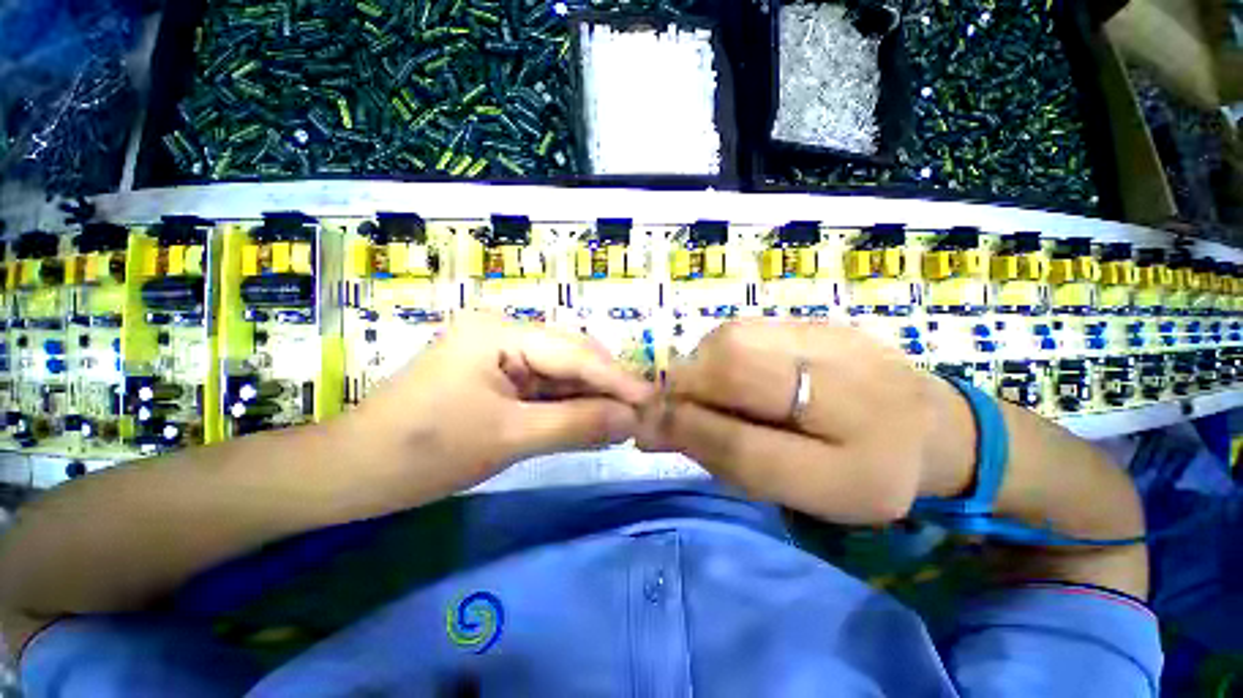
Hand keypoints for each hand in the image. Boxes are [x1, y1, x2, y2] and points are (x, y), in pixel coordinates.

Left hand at [343, 313, 653, 497]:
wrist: (351, 473)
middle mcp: (504, 332)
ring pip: (560, 373)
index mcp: (501, 332)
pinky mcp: (497, 376)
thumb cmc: (424, 453)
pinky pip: (543, 387)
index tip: (653, 400)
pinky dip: (567, 405)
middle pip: (571, 357)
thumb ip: (576, 425)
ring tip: (623, 419)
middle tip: (642, 414)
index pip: (574, 353)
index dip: (617, 379)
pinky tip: (589, 419)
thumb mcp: (509, 438)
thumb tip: (632, 420)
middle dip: (606, 387)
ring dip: (590, 397)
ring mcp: (500, 353)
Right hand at [638, 320, 976, 524]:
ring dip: (702, 367)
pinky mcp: (819, 321)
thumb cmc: (863, 473)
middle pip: (730, 366)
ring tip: (712, 392)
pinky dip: (723, 352)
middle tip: (677, 407)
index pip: (742, 441)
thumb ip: (726, 458)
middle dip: (686, 386)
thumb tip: (652, 428)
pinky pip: (747, 330)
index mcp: (849, 461)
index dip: (683, 427)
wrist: (934, 427)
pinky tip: (738, 371)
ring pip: (731, 341)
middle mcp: (842, 388)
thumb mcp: (796, 489)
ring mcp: (828, 339)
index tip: (646, 427)